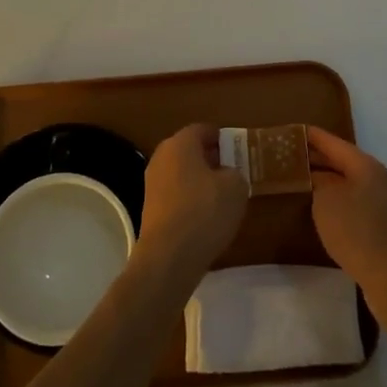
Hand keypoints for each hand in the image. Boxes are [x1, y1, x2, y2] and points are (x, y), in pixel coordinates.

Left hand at [136, 125, 246, 279]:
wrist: (169, 257)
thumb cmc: (205, 211)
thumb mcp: (236, 187)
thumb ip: (235, 172)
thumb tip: (227, 175)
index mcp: (180, 144)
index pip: (202, 129)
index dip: (221, 137)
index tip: (236, 147)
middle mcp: (162, 157)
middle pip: (188, 150)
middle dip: (209, 158)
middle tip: (231, 170)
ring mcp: (152, 184)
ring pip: (181, 173)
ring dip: (199, 180)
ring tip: (222, 195)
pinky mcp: (150, 209)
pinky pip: (175, 194)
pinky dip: (189, 199)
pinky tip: (205, 216)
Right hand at [307, 127, 386, 301]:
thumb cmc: (358, 231)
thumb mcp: (326, 202)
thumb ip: (318, 184)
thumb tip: (318, 180)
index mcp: (365, 166)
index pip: (333, 142)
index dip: (311, 136)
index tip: (290, 130)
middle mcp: (376, 179)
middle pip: (341, 162)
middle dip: (316, 159)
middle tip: (287, 157)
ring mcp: (381, 204)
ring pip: (346, 184)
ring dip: (324, 182)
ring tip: (297, 181)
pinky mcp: (380, 227)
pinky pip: (351, 204)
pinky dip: (333, 201)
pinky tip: (319, 210)